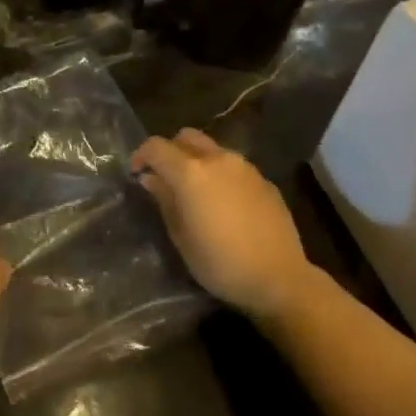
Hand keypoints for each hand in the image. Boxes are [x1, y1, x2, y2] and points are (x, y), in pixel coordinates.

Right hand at [132, 129, 328, 322]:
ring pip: (212, 149)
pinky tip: (224, 203)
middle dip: (171, 151)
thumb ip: (164, 200)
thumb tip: (152, 179)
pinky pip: (234, 166)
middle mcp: (217, 159)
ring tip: (196, 190)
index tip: (137, 173)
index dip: (141, 156)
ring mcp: (245, 167)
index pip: (156, 147)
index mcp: (190, 172)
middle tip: (165, 177)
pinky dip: (221, 174)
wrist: (279, 278)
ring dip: (197, 160)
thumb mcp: (181, 237)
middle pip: (186, 137)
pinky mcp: (264, 180)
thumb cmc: (220, 263)